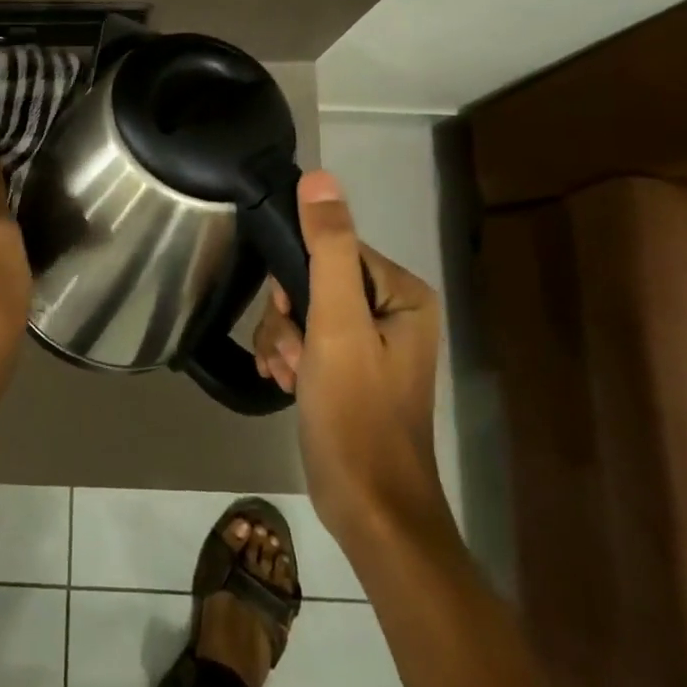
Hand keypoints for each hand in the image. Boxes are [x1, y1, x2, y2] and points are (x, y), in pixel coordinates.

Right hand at [252, 170, 446, 541]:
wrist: (368, 508)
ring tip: (288, 376)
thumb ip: (326, 248)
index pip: (331, 249)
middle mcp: (391, 309)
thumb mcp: (336, 324)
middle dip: (288, 318)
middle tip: (294, 355)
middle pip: (312, 280)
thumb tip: (318, 177)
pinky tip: (286, 383)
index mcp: (402, 292)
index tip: (291, 316)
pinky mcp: (349, 367)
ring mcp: (370, 341)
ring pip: (301, 311)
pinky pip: (306, 339)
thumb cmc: (356, 412)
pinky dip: (289, 357)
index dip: (298, 279)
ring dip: (283, 340)